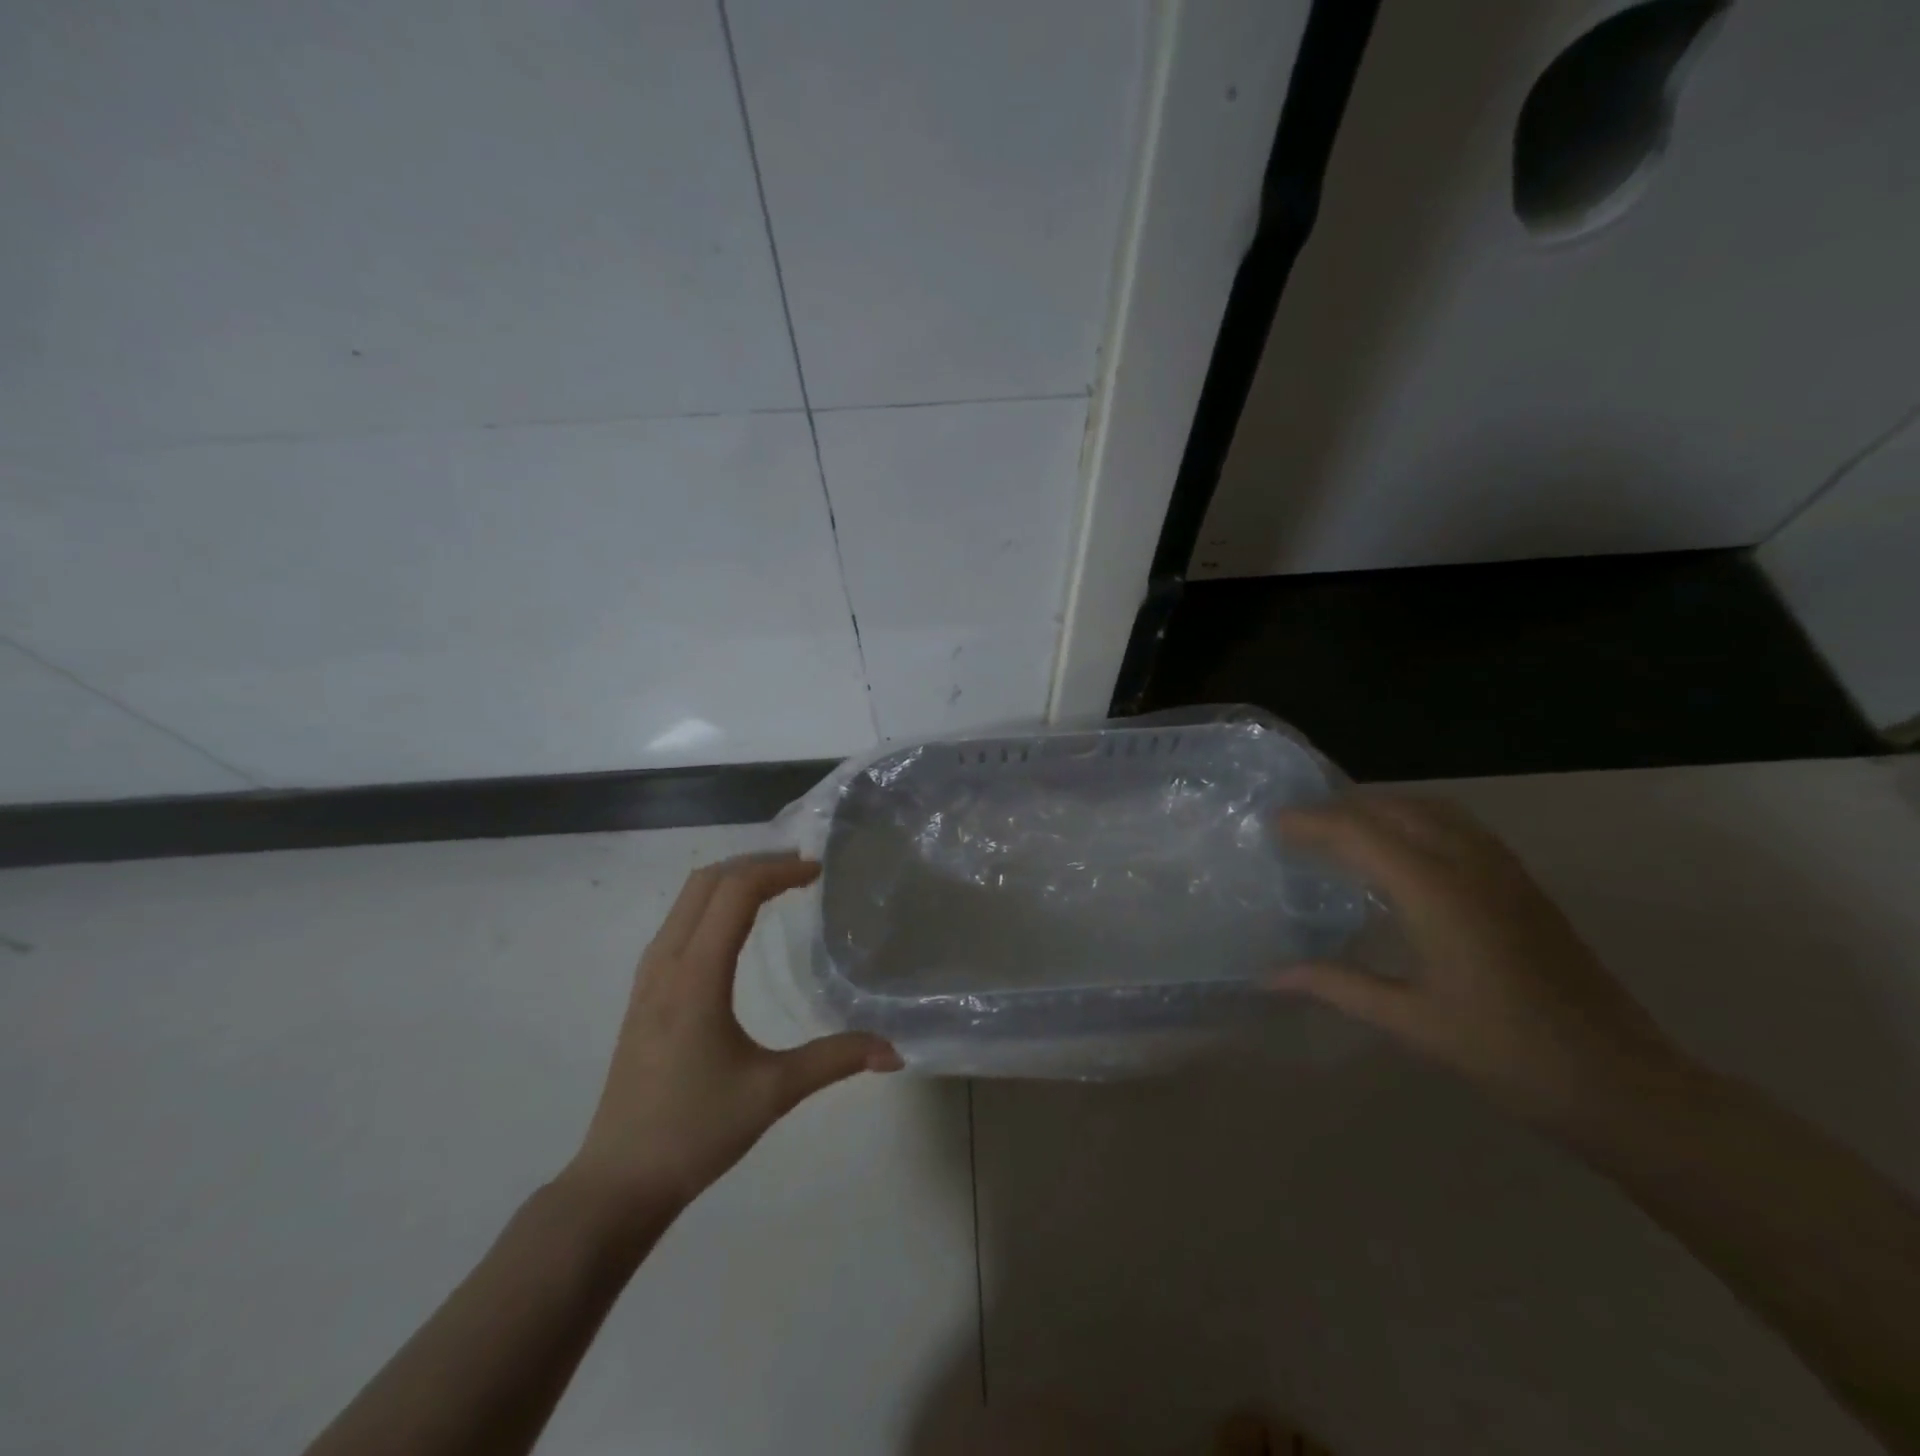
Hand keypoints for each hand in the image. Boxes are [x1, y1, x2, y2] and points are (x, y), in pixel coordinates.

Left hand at [562, 854, 900, 1214]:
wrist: (618, 1182)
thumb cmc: (695, 1132)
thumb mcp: (773, 1092)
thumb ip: (835, 1060)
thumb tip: (894, 1051)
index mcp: (697, 976)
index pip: (736, 893)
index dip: (779, 872)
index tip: (818, 873)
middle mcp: (666, 963)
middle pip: (707, 882)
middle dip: (756, 864)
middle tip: (801, 870)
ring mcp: (648, 977)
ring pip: (687, 899)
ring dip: (731, 880)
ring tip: (776, 887)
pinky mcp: (643, 993)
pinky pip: (677, 922)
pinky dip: (711, 903)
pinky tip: (737, 927)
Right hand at [1274, 794, 1687, 1130]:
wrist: (1621, 1083)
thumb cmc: (1506, 1052)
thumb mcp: (1409, 1021)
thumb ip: (1336, 985)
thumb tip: (1269, 976)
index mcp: (1437, 893)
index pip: (1361, 832)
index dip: (1312, 822)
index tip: (1272, 825)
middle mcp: (1470, 866)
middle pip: (1396, 808)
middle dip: (1342, 809)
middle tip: (1299, 827)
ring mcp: (1504, 872)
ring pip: (1433, 810)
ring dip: (1382, 808)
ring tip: (1342, 831)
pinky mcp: (1524, 885)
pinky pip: (1460, 827)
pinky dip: (1417, 821)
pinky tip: (1402, 853)